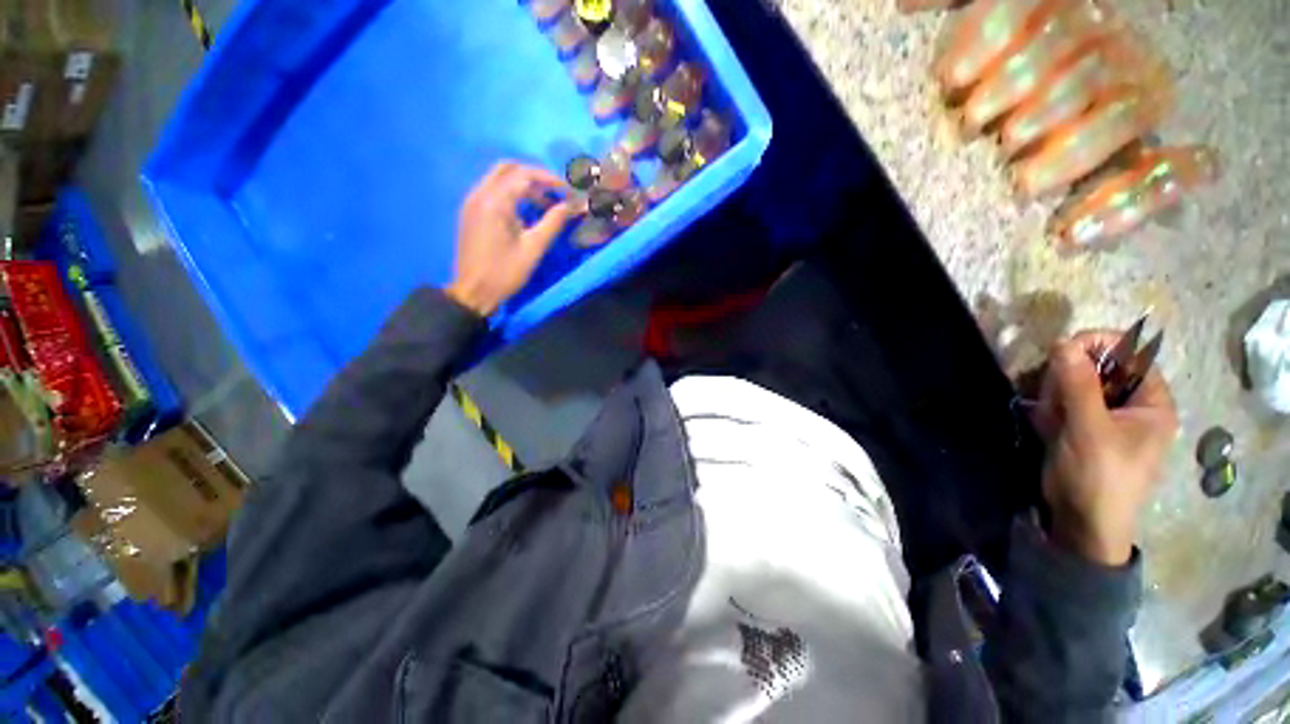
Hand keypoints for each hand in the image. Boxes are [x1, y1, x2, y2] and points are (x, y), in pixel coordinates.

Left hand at [445, 162, 574, 315]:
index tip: (569, 191)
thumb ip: (555, 221)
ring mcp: (472, 201)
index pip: (525, 174)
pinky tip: (525, 211)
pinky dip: (511, 192)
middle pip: (509, 168)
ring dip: (523, 184)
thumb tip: (576, 205)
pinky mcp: (470, 211)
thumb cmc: (506, 272)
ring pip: (499, 177)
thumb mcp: (534, 248)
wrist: (473, 291)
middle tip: (556, 193)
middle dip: (535, 176)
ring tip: (545, 205)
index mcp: (495, 201)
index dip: (550, 179)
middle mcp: (480, 193)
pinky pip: (492, 190)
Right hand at [1035, 332, 1178, 565]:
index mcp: (1152, 402)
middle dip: (1071, 376)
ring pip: (1077, 384)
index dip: (1099, 345)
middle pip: (1100, 367)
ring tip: (1050, 417)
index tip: (1062, 349)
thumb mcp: (1090, 429)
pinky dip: (1051, 409)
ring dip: (1057, 394)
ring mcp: (1106, 417)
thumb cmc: (1099, 477)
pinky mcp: (1082, 428)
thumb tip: (1063, 342)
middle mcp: (1132, 405)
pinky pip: (1064, 403)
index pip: (1131, 354)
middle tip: (1054, 396)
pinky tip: (1046, 425)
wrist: (1082, 523)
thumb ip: (1078, 384)